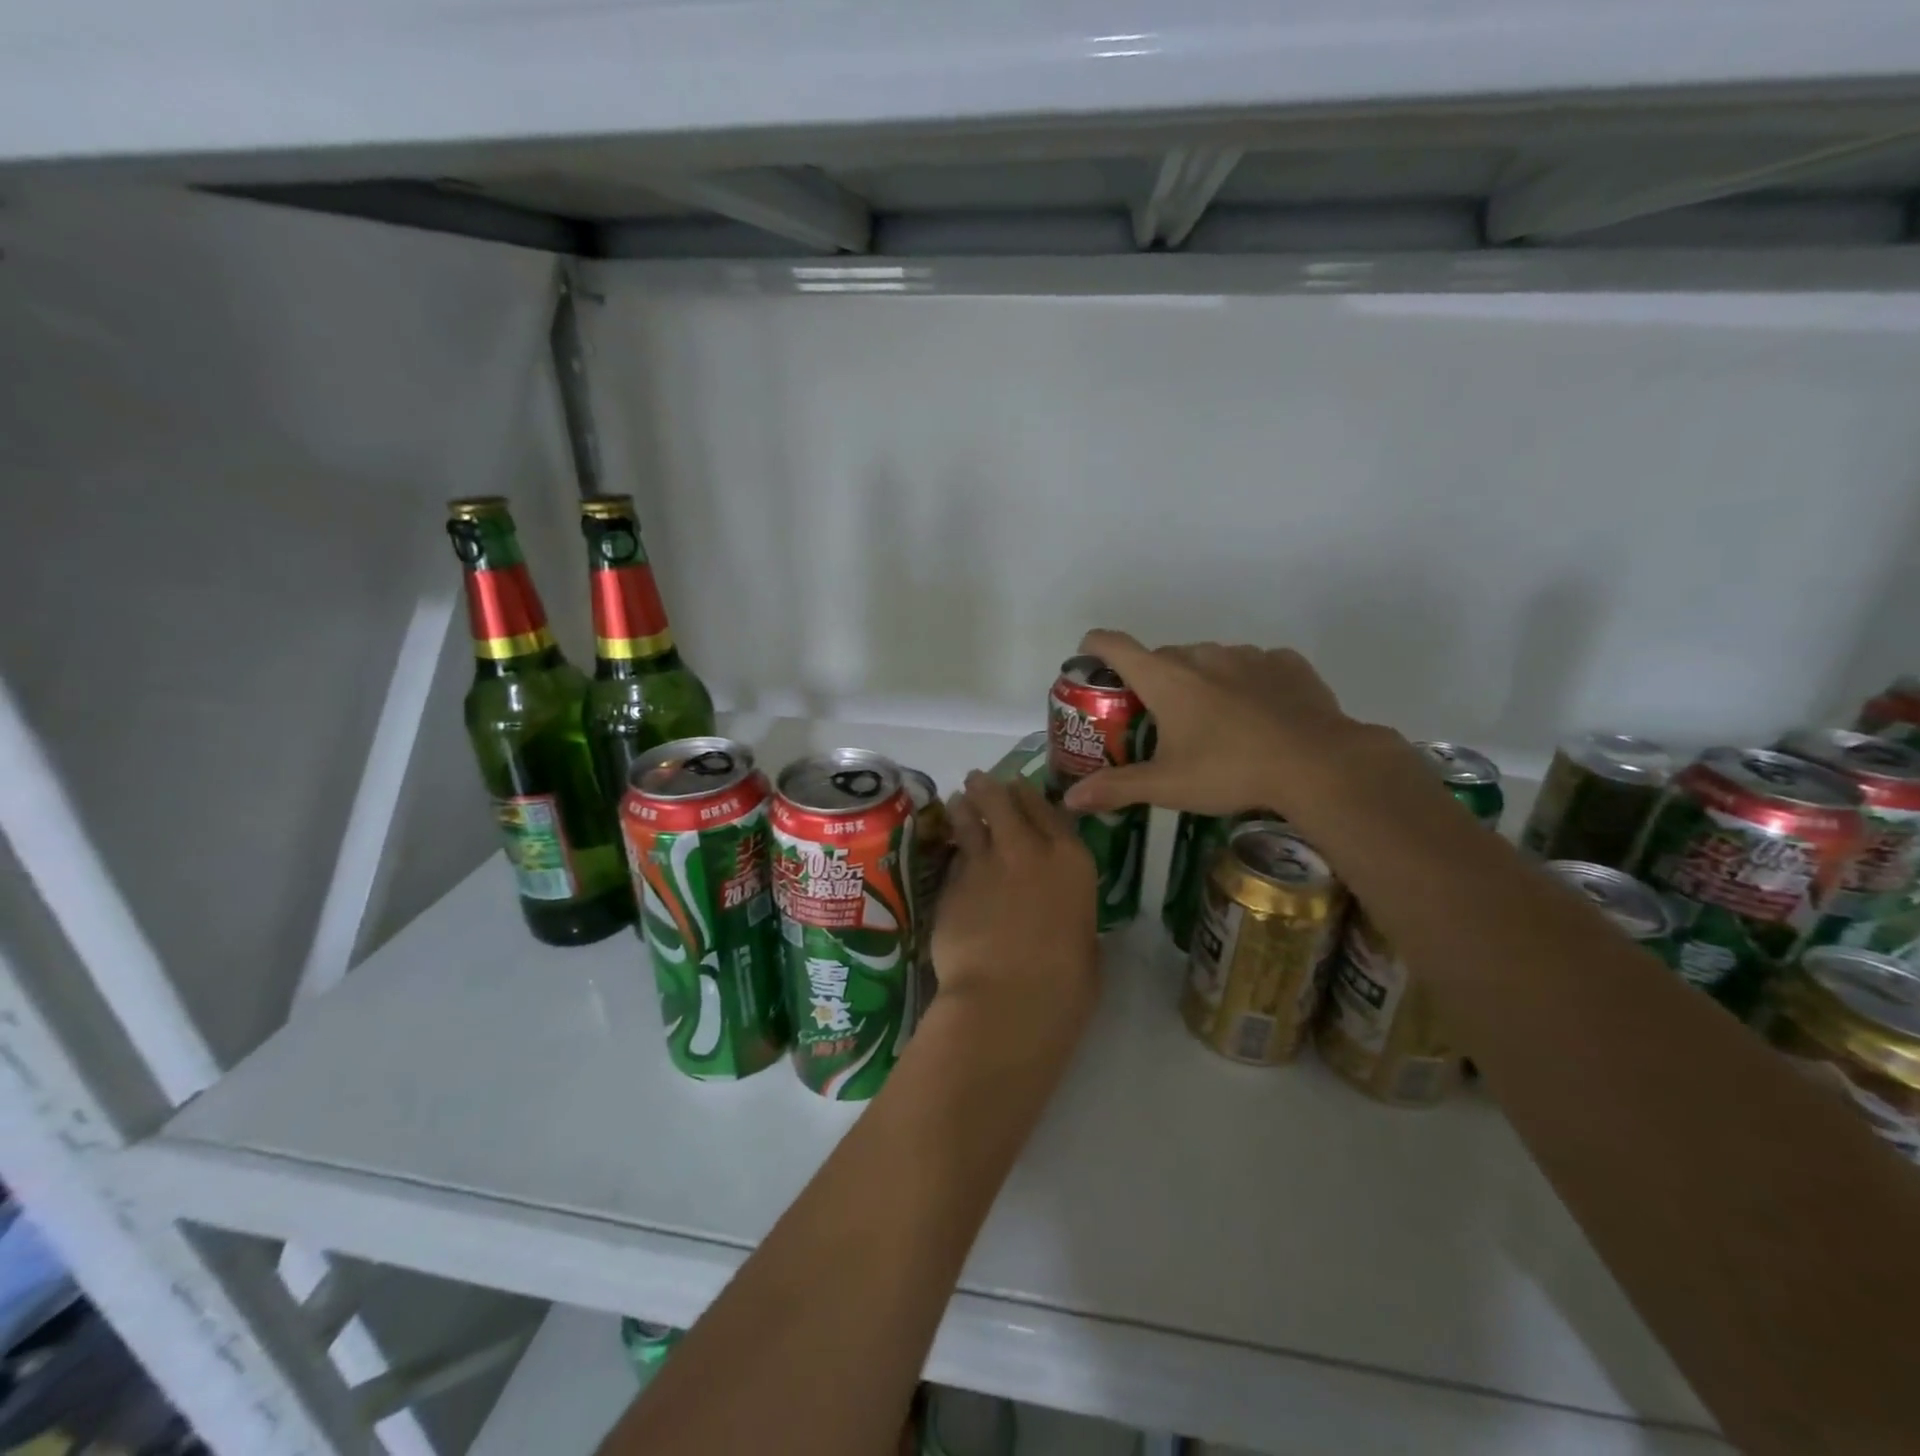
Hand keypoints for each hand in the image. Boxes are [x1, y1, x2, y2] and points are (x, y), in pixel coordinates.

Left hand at [931, 773, 1098, 1036]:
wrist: (1008, 1000)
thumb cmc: (1066, 984)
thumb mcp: (1085, 942)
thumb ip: (1069, 911)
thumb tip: (1059, 912)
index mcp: (1071, 859)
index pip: (1047, 809)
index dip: (1029, 795)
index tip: (1018, 788)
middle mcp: (1027, 849)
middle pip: (1002, 799)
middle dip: (988, 788)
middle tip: (978, 783)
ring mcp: (984, 863)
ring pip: (968, 818)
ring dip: (963, 808)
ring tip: (958, 802)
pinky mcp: (951, 884)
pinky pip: (952, 858)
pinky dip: (951, 852)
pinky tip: (948, 852)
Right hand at [1061, 629, 1374, 819]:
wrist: (1318, 765)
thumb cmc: (1230, 771)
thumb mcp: (1167, 786)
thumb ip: (1116, 788)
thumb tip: (1070, 800)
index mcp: (1166, 679)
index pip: (1115, 645)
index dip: (1094, 647)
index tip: (1087, 658)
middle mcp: (1202, 656)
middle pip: (1162, 657)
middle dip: (1151, 680)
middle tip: (1154, 717)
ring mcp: (1248, 656)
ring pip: (1209, 659)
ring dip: (1199, 679)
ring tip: (1210, 719)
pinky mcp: (1286, 664)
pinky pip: (1254, 665)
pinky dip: (1245, 681)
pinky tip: (1256, 711)